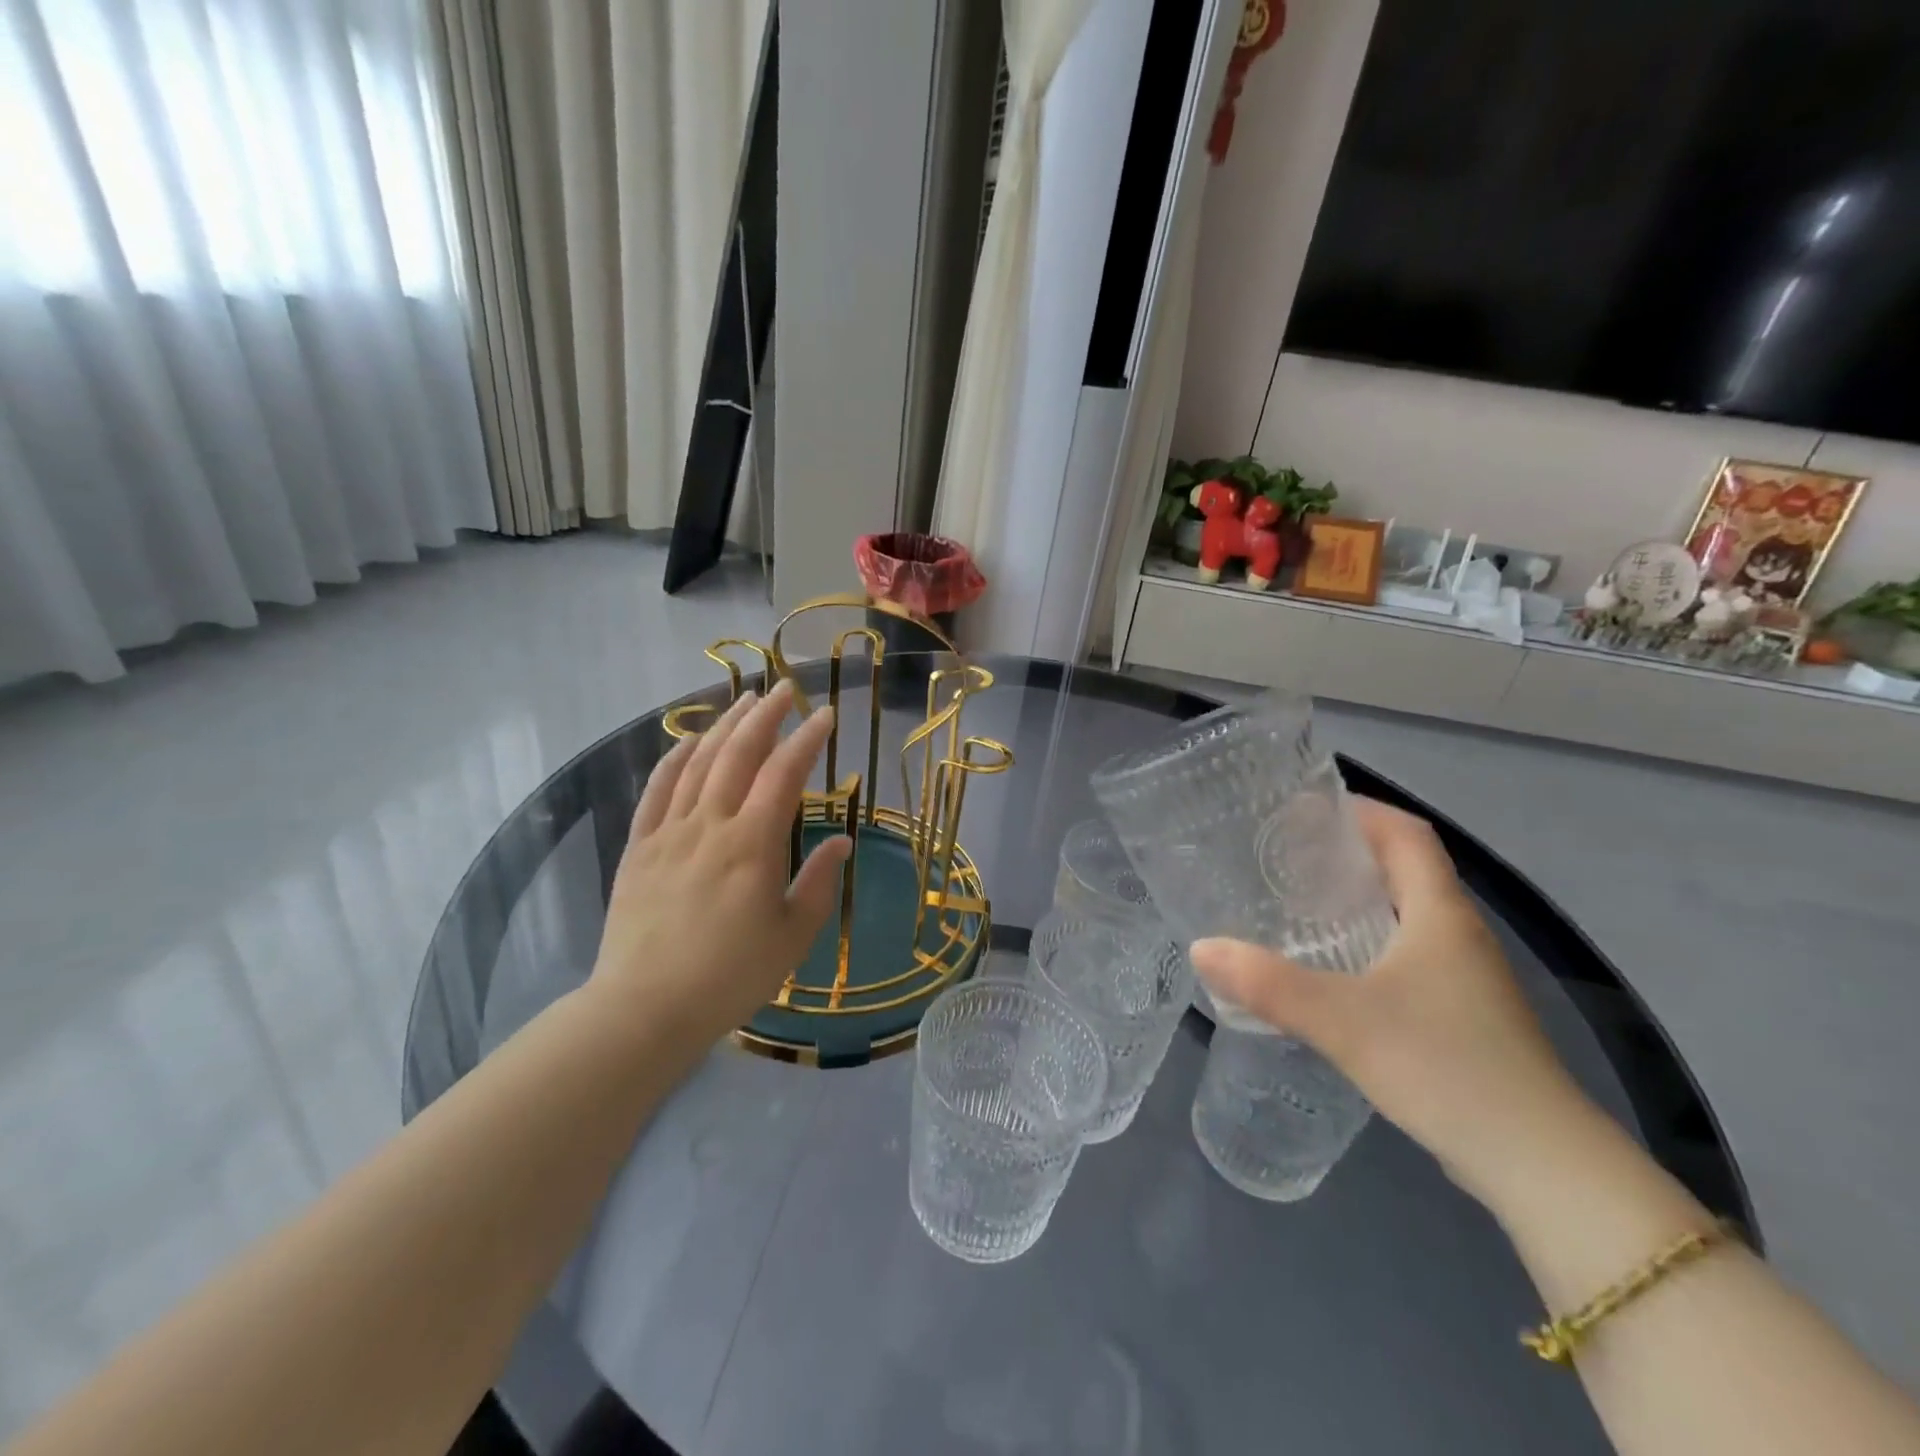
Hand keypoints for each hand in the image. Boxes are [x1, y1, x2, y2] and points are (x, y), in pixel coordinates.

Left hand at [588, 681, 851, 1049]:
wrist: (645, 1008)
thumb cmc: (731, 976)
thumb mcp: (793, 936)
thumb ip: (819, 882)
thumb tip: (841, 842)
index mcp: (753, 844)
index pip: (784, 774)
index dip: (808, 739)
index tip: (827, 715)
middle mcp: (710, 824)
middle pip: (739, 754)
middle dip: (765, 715)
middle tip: (785, 688)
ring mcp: (669, 832)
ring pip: (698, 763)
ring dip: (724, 726)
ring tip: (744, 701)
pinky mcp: (640, 847)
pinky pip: (657, 790)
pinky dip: (675, 758)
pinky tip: (690, 741)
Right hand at [1190, 799, 1594, 1206]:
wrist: (1540, 1165)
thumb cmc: (1446, 1067)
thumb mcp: (1344, 1021)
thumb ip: (1268, 984)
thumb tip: (1202, 948)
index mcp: (1439, 913)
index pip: (1406, 833)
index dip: (1359, 810)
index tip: (1303, 809)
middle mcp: (1457, 933)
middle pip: (1404, 868)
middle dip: (1345, 852)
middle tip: (1280, 855)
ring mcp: (1464, 977)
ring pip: (1404, 914)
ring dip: (1354, 899)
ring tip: (1293, 904)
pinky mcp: (1461, 1014)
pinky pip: (1405, 955)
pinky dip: (1365, 944)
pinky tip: (1328, 970)